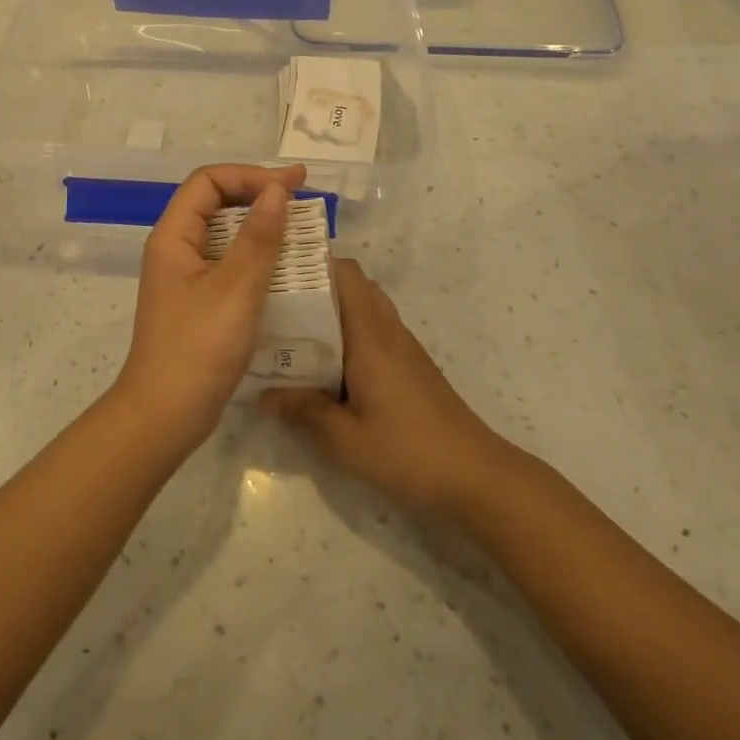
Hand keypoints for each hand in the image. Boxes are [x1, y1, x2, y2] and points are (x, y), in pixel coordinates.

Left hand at [112, 163, 307, 456]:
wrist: (166, 415)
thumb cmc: (198, 348)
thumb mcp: (235, 289)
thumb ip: (258, 238)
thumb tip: (277, 190)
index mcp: (173, 236)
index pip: (208, 182)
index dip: (250, 175)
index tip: (293, 184)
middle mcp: (175, 249)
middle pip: (215, 203)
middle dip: (258, 195)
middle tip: (302, 201)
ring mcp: (185, 277)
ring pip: (224, 234)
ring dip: (260, 227)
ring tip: (300, 230)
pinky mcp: (198, 301)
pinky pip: (228, 263)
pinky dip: (256, 257)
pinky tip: (284, 269)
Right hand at [263, 259, 511, 515]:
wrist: (477, 477)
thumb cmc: (408, 451)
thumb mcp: (345, 439)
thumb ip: (302, 411)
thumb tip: (263, 395)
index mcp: (370, 334)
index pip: (344, 272)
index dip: (311, 263)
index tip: (276, 271)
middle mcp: (387, 329)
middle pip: (353, 284)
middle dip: (315, 285)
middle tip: (276, 303)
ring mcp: (402, 346)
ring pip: (363, 306)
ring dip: (331, 309)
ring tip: (294, 331)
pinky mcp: (410, 365)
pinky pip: (373, 330)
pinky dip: (347, 332)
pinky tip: (325, 364)